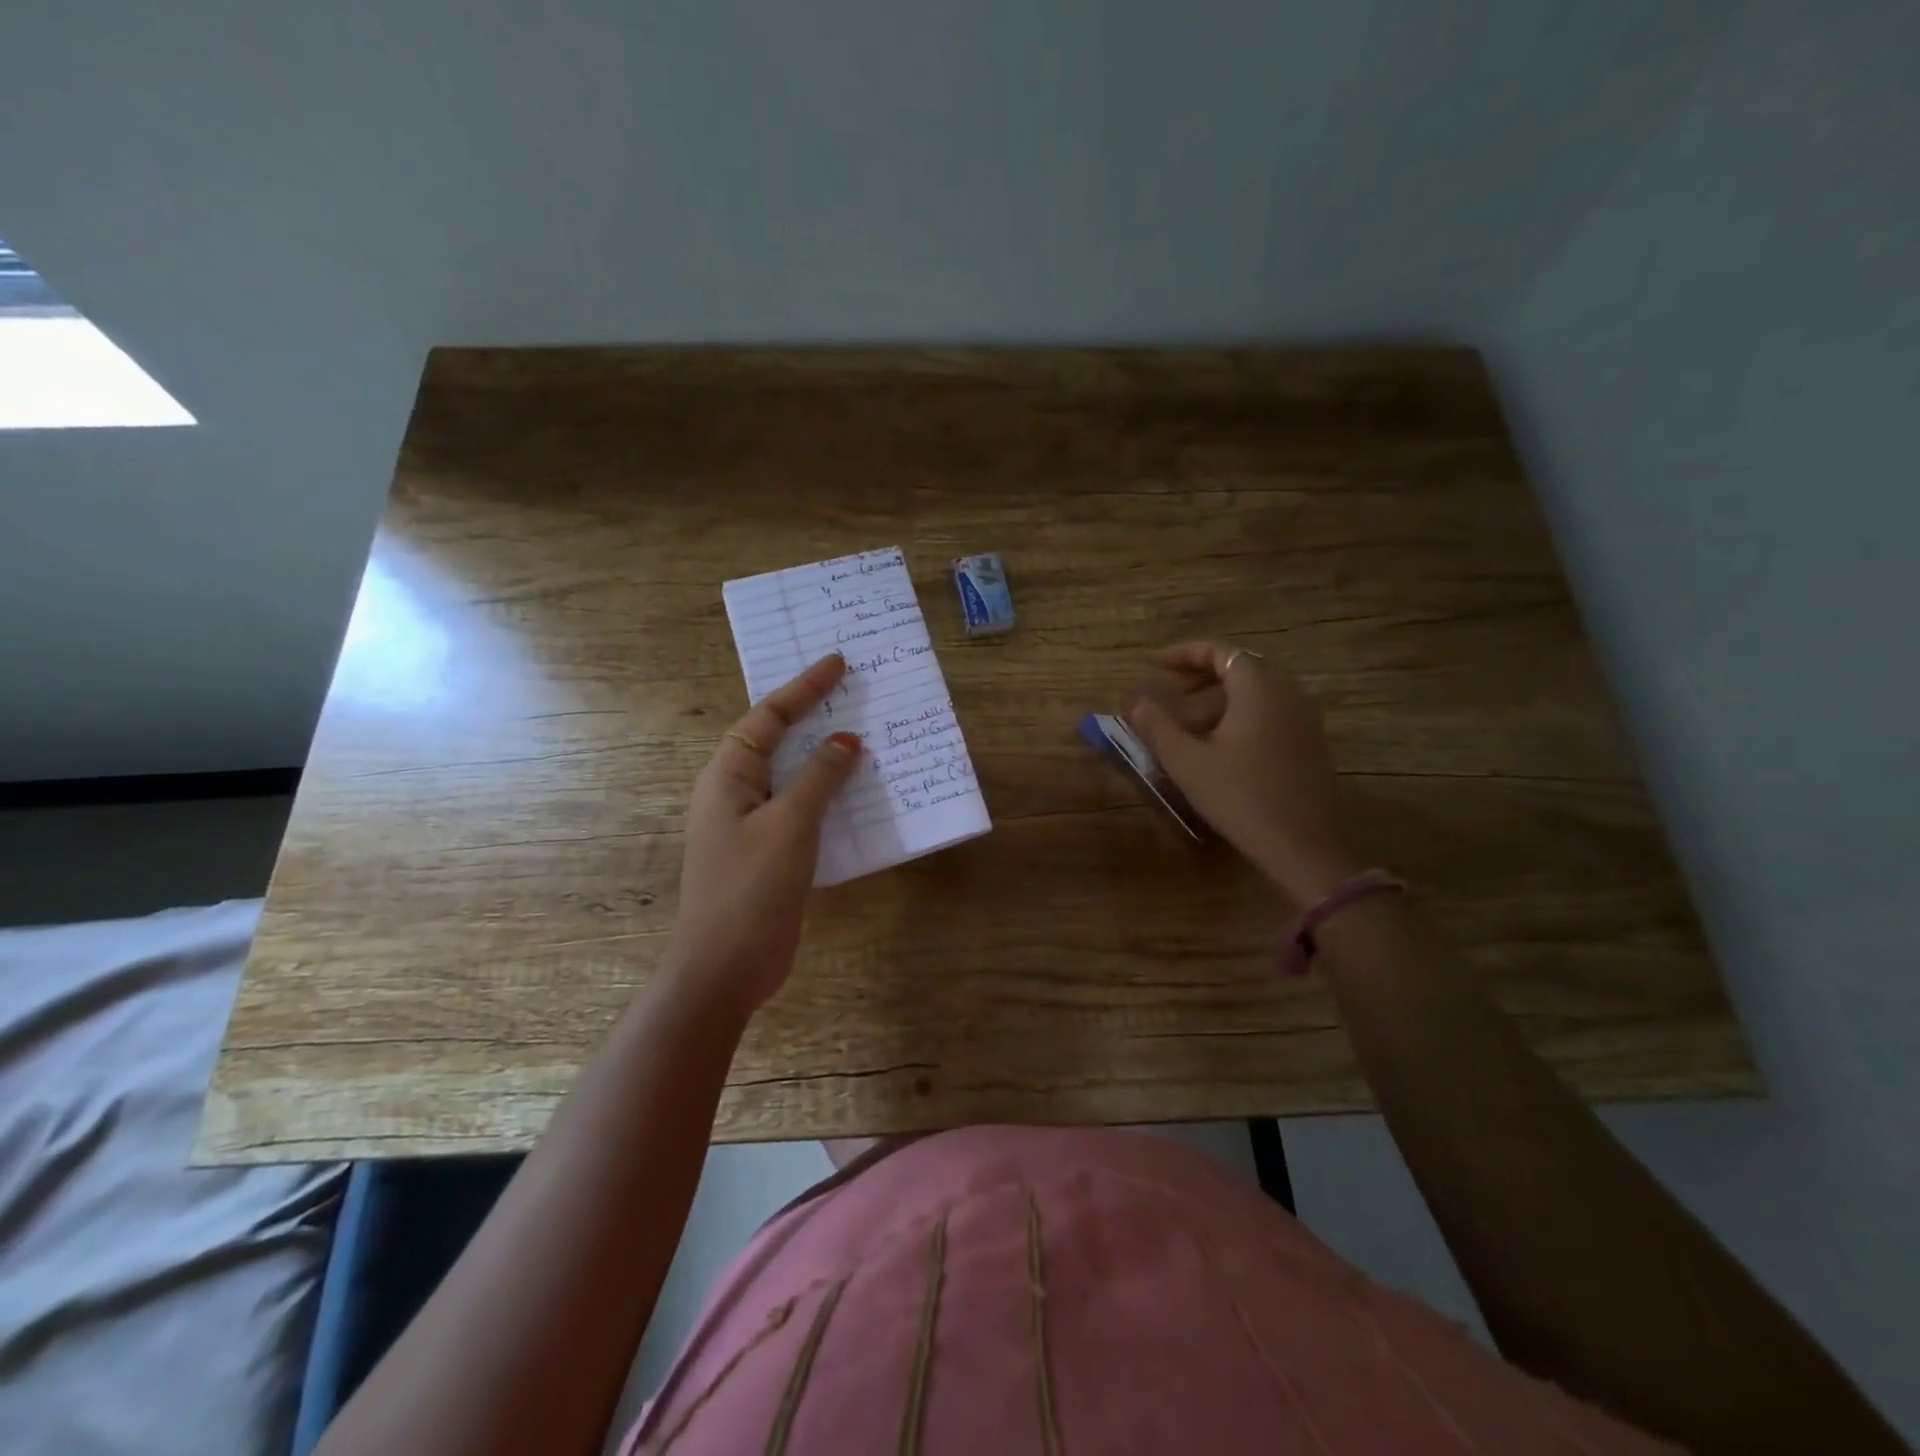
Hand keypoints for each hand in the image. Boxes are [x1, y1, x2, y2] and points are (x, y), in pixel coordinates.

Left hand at [668, 653, 860, 1011]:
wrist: (725, 968)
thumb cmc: (751, 886)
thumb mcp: (790, 824)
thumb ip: (819, 777)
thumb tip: (846, 741)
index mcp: (728, 775)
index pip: (768, 716)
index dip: (804, 687)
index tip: (838, 663)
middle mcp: (735, 792)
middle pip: (778, 741)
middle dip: (813, 715)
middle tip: (853, 693)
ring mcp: (752, 825)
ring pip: (793, 776)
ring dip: (826, 758)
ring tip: (864, 736)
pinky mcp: (770, 853)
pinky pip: (803, 810)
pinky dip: (829, 796)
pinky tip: (859, 796)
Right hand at [1126, 641, 1361, 902]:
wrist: (1303, 847)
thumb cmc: (1240, 797)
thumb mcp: (1187, 762)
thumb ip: (1157, 725)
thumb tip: (1135, 702)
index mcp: (1259, 688)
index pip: (1220, 651)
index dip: (1184, 653)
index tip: (1154, 664)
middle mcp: (1288, 693)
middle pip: (1241, 668)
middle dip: (1201, 676)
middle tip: (1169, 692)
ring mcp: (1306, 719)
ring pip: (1257, 693)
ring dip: (1220, 699)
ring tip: (1189, 723)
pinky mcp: (1312, 744)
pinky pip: (1272, 713)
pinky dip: (1242, 715)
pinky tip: (1221, 746)